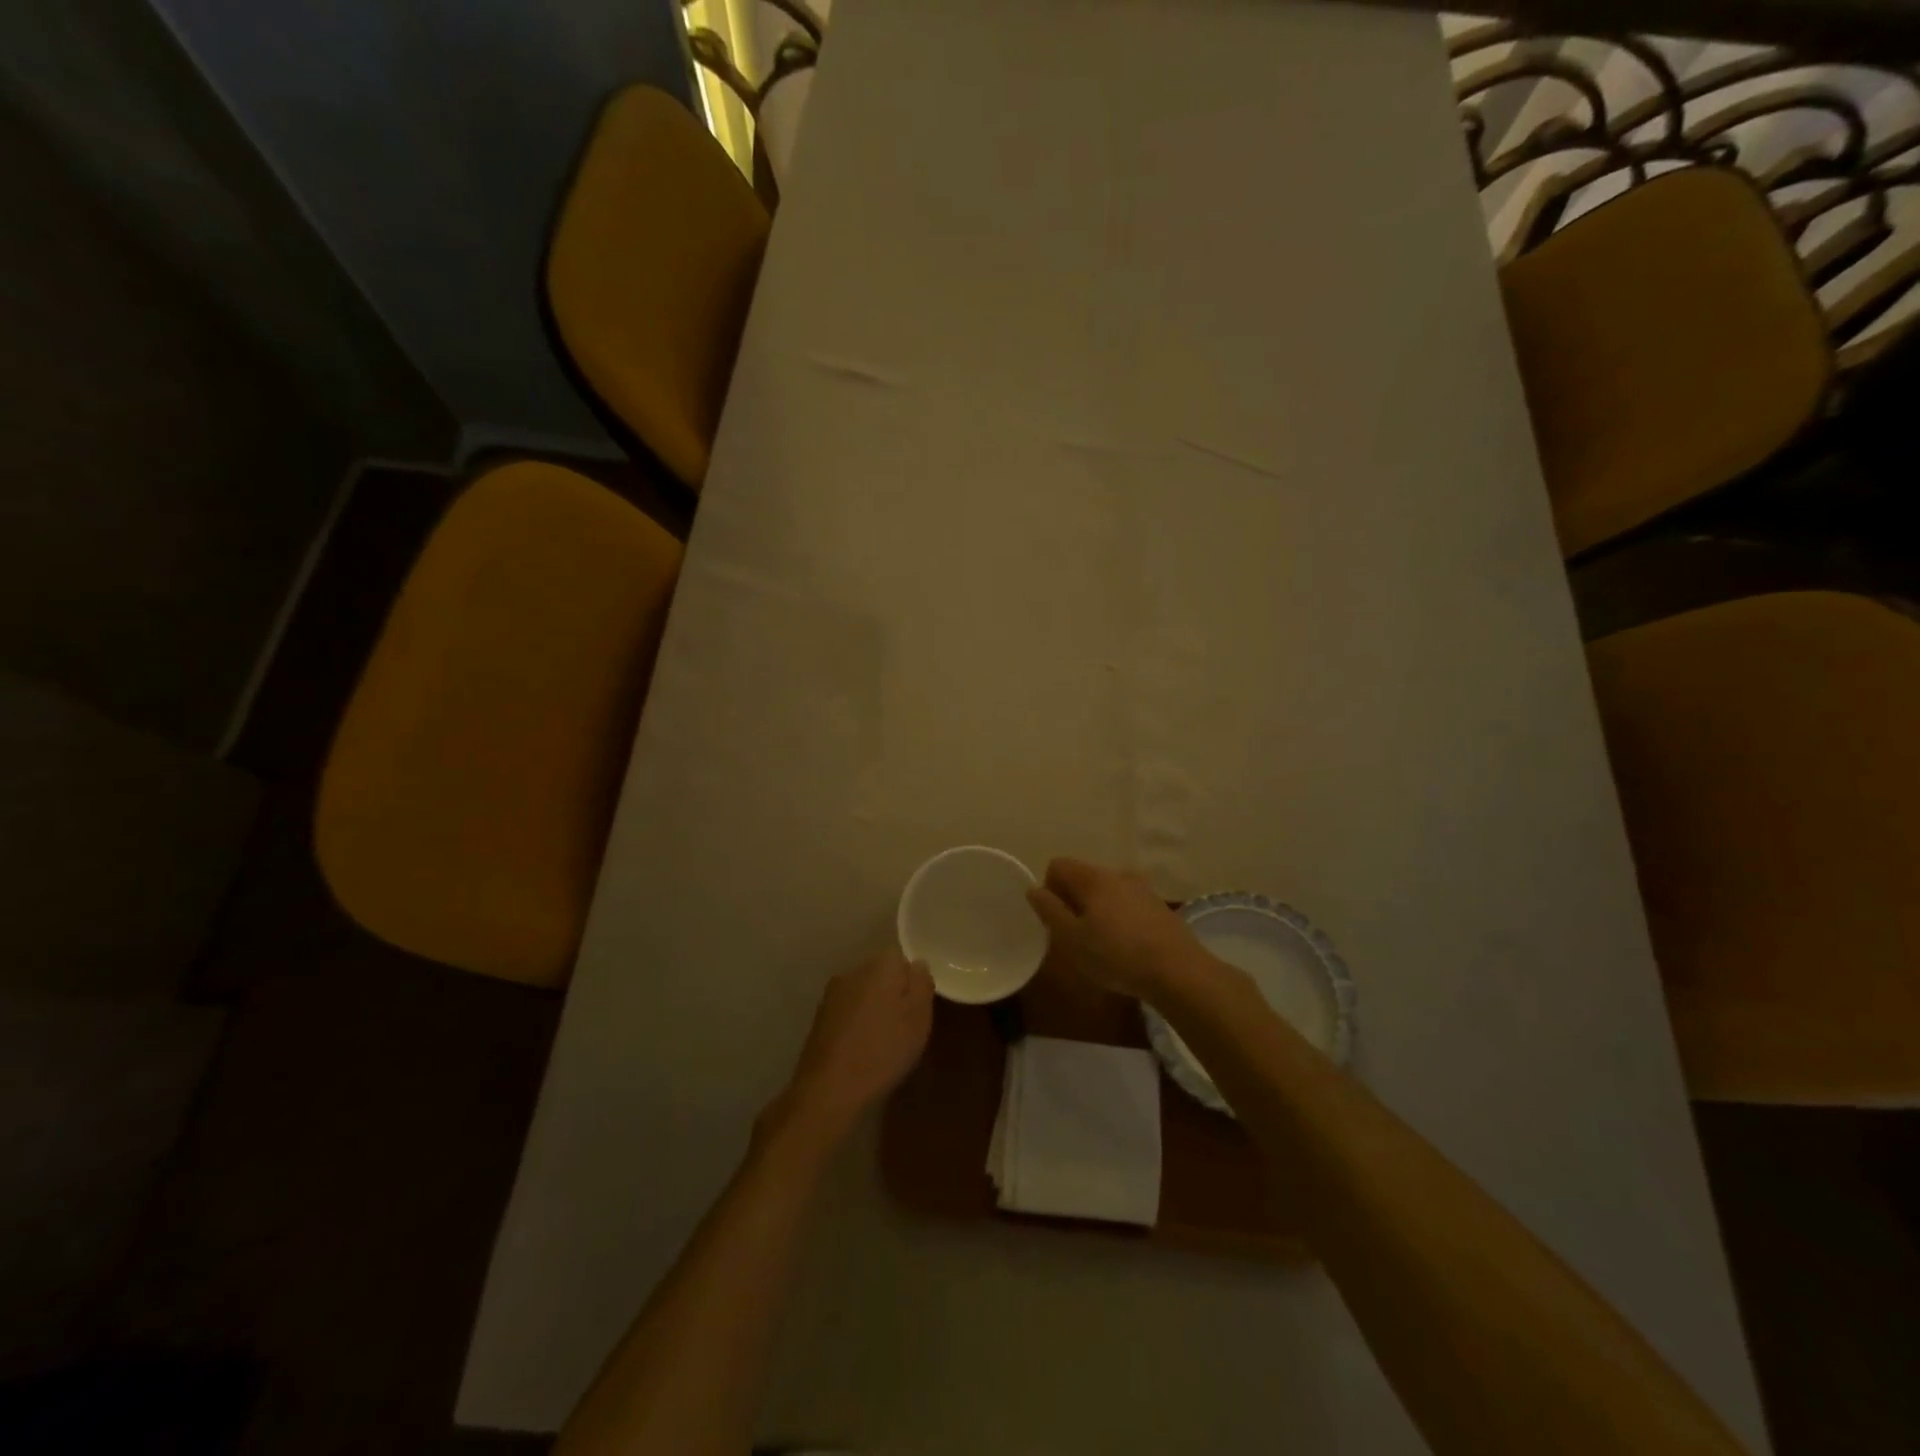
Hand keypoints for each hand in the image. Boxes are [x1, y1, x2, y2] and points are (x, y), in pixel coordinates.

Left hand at [782, 948, 934, 1136]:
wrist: (829, 1087)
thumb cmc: (883, 1049)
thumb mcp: (918, 1018)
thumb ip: (922, 984)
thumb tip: (917, 964)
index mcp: (879, 965)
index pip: (900, 955)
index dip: (912, 979)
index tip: (918, 1005)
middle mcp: (853, 970)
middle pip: (880, 971)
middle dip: (893, 990)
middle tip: (905, 1023)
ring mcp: (832, 993)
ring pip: (863, 990)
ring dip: (874, 1006)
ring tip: (884, 1038)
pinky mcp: (820, 1016)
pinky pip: (848, 1009)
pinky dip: (857, 1021)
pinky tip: (862, 1046)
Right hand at [1027, 857, 1206, 999]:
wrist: (1179, 972)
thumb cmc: (1117, 955)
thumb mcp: (1072, 939)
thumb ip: (1049, 911)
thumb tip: (1034, 889)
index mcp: (1093, 877)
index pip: (1058, 865)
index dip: (1049, 890)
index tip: (1056, 920)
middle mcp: (1118, 874)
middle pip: (1083, 877)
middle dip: (1073, 901)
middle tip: (1075, 936)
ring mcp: (1143, 888)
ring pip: (1107, 892)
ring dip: (1097, 910)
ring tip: (1101, 944)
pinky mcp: (1159, 907)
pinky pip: (1127, 904)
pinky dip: (1119, 918)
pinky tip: (1126, 947)